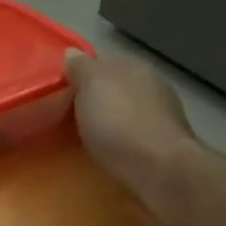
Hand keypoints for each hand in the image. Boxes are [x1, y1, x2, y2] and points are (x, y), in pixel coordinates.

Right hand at [63, 51, 196, 201]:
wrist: (160, 171)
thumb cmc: (119, 123)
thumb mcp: (90, 86)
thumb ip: (80, 67)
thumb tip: (72, 53)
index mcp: (133, 65)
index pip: (101, 60)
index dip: (80, 72)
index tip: (60, 89)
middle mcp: (152, 84)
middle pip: (115, 86)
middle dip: (95, 97)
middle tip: (68, 113)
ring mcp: (163, 115)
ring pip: (127, 110)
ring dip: (111, 119)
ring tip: (87, 135)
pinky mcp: (165, 145)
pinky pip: (135, 135)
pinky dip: (122, 140)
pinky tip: (110, 151)